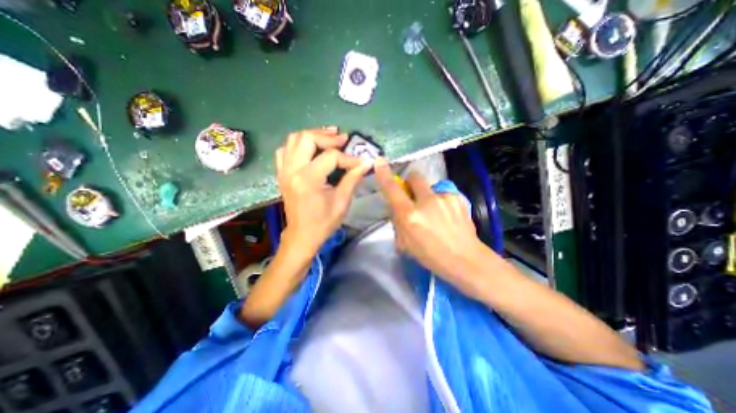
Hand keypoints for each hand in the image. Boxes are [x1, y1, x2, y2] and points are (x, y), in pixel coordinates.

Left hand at [274, 128, 371, 252]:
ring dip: (313, 135)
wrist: (302, 235)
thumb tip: (366, 163)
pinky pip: (285, 150)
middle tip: (343, 139)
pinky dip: (298, 144)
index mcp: (308, 179)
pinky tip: (310, 149)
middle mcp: (292, 170)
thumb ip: (352, 179)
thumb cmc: (323, 222)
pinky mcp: (281, 173)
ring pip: (293, 139)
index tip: (361, 162)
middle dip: (328, 137)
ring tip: (329, 137)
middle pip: (307, 138)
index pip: (331, 157)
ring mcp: (284, 171)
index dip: (348, 158)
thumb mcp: (342, 202)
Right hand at [377, 158, 490, 292]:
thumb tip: (398, 208)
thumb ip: (398, 221)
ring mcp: (444, 198)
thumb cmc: (431, 255)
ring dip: (428, 196)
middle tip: (414, 196)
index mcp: (410, 215)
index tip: (380, 162)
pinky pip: (443, 194)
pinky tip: (447, 216)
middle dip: (411, 183)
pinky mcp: (457, 198)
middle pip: (414, 177)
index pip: (392, 190)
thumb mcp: (405, 243)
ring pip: (430, 187)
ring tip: (436, 214)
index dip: (384, 174)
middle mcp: (426, 202)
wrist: (465, 259)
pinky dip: (441, 202)